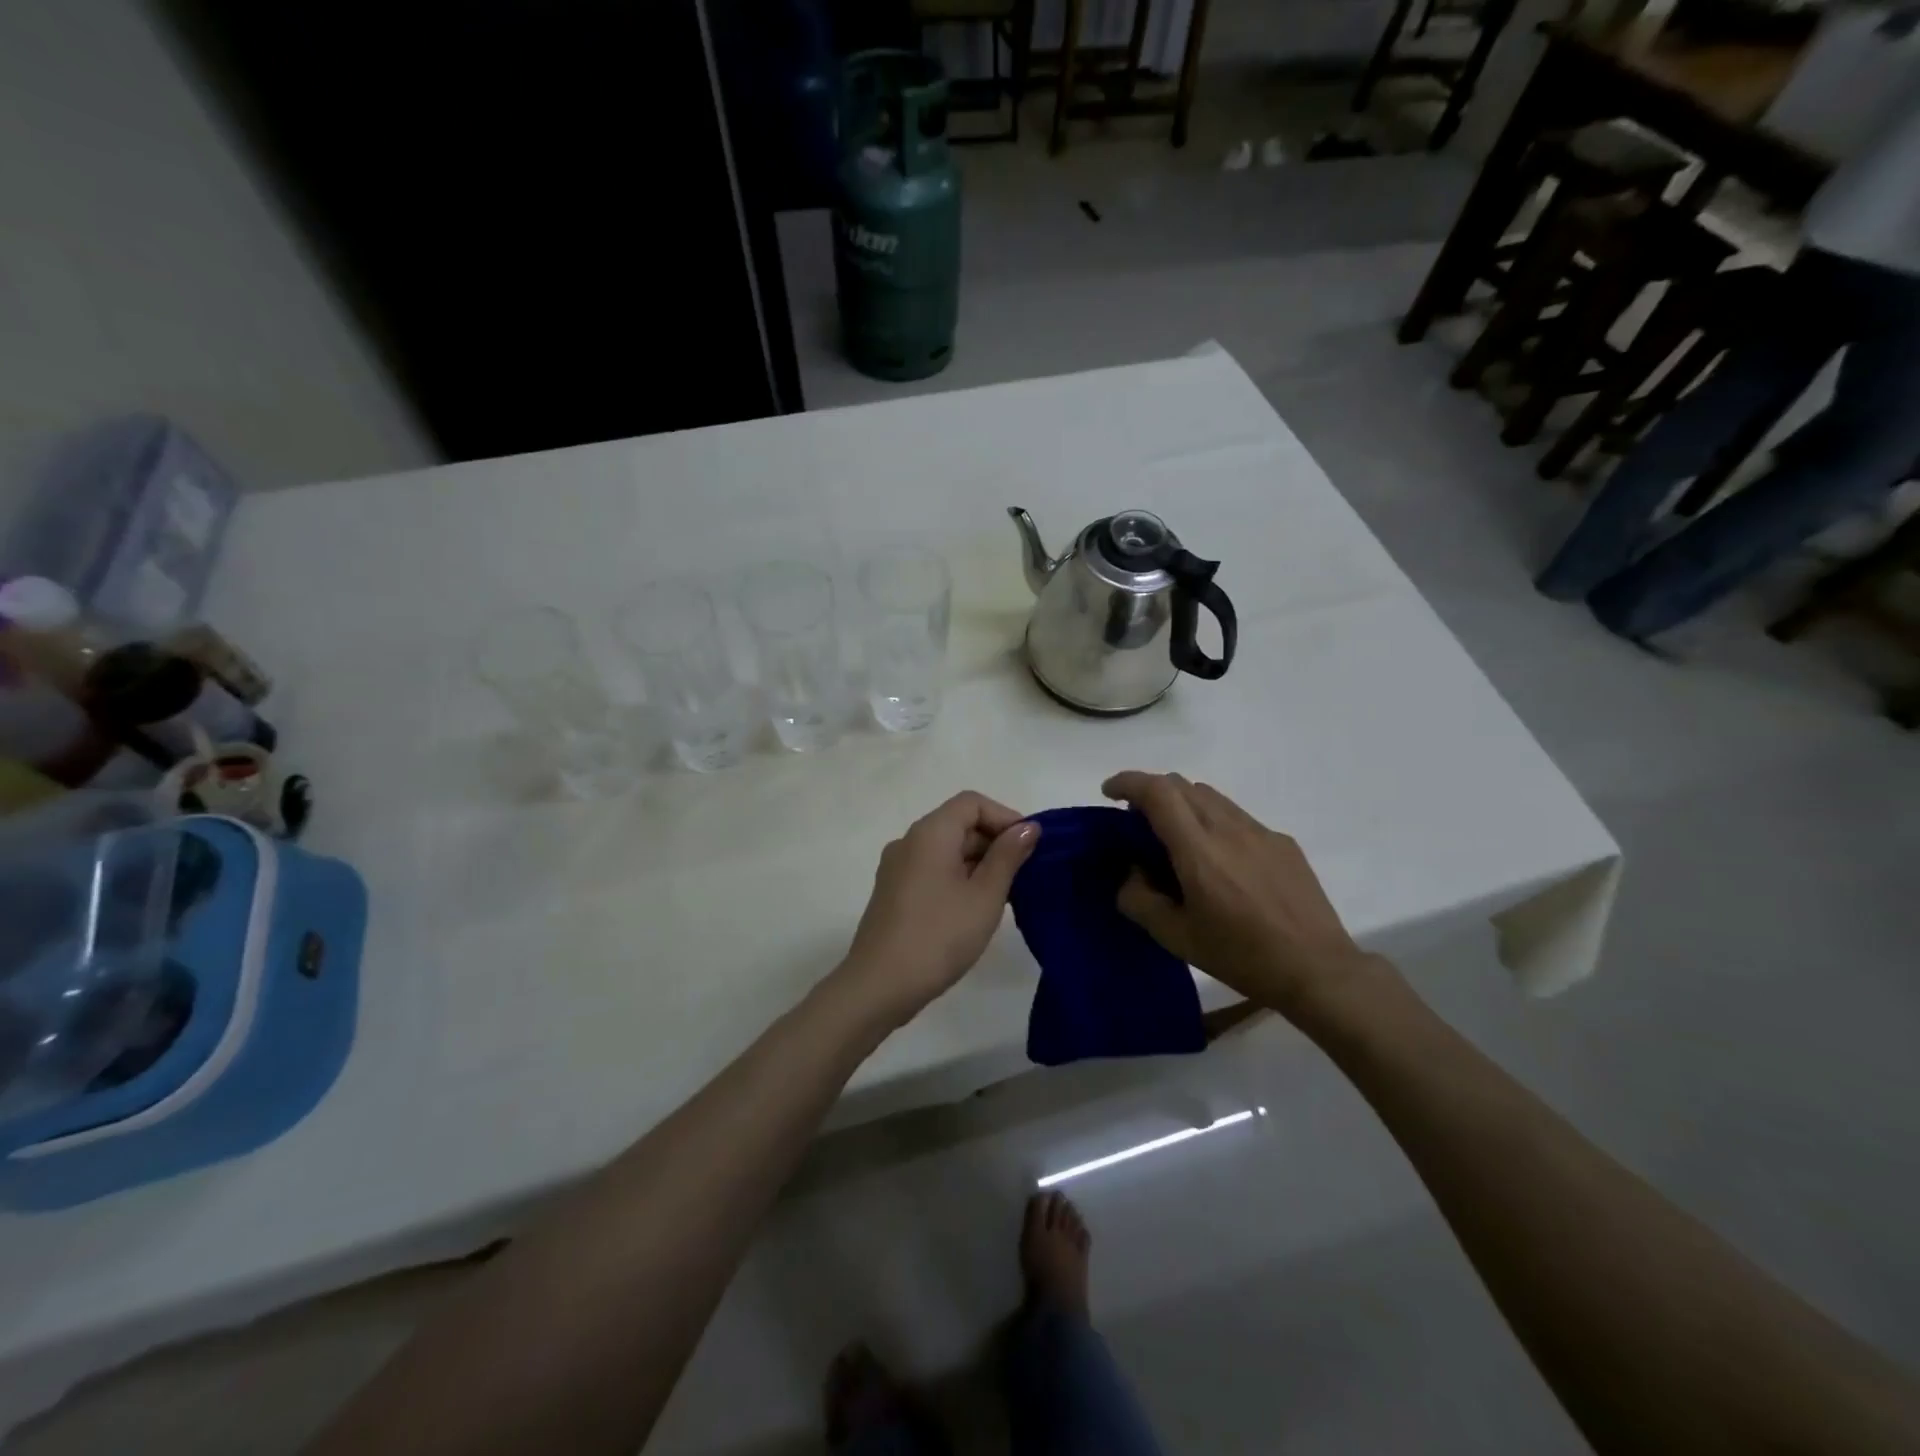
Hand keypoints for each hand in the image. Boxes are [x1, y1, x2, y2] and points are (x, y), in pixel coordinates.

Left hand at [838, 792, 1040, 1027]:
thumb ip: (1008, 856)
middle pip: (958, 823)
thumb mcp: (985, 896)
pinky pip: (932, 870)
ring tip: (1006, 895)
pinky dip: (958, 877)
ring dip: (978, 862)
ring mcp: (897, 868)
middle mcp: (909, 841)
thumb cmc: (939, 936)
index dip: (1005, 817)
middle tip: (1025, 875)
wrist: (879, 986)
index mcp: (930, 833)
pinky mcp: (893, 892)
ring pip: (946, 849)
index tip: (1029, 847)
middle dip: (994, 841)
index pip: (972, 802)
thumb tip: (1028, 827)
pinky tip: (975, 908)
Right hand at [1103, 771, 1379, 1020]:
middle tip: (1137, 822)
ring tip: (1177, 840)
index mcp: (1199, 850)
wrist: (1318, 969)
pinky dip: (1213, 822)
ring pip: (1211, 797)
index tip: (1109, 793)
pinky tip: (1221, 862)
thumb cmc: (1242, 956)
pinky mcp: (1282, 843)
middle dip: (1151, 792)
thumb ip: (1141, 901)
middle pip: (1182, 785)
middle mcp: (1229, 828)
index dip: (1128, 782)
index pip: (1158, 792)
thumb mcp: (1177, 938)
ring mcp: (1260, 832)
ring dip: (1183, 804)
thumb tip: (1131, 874)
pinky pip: (1237, 817)